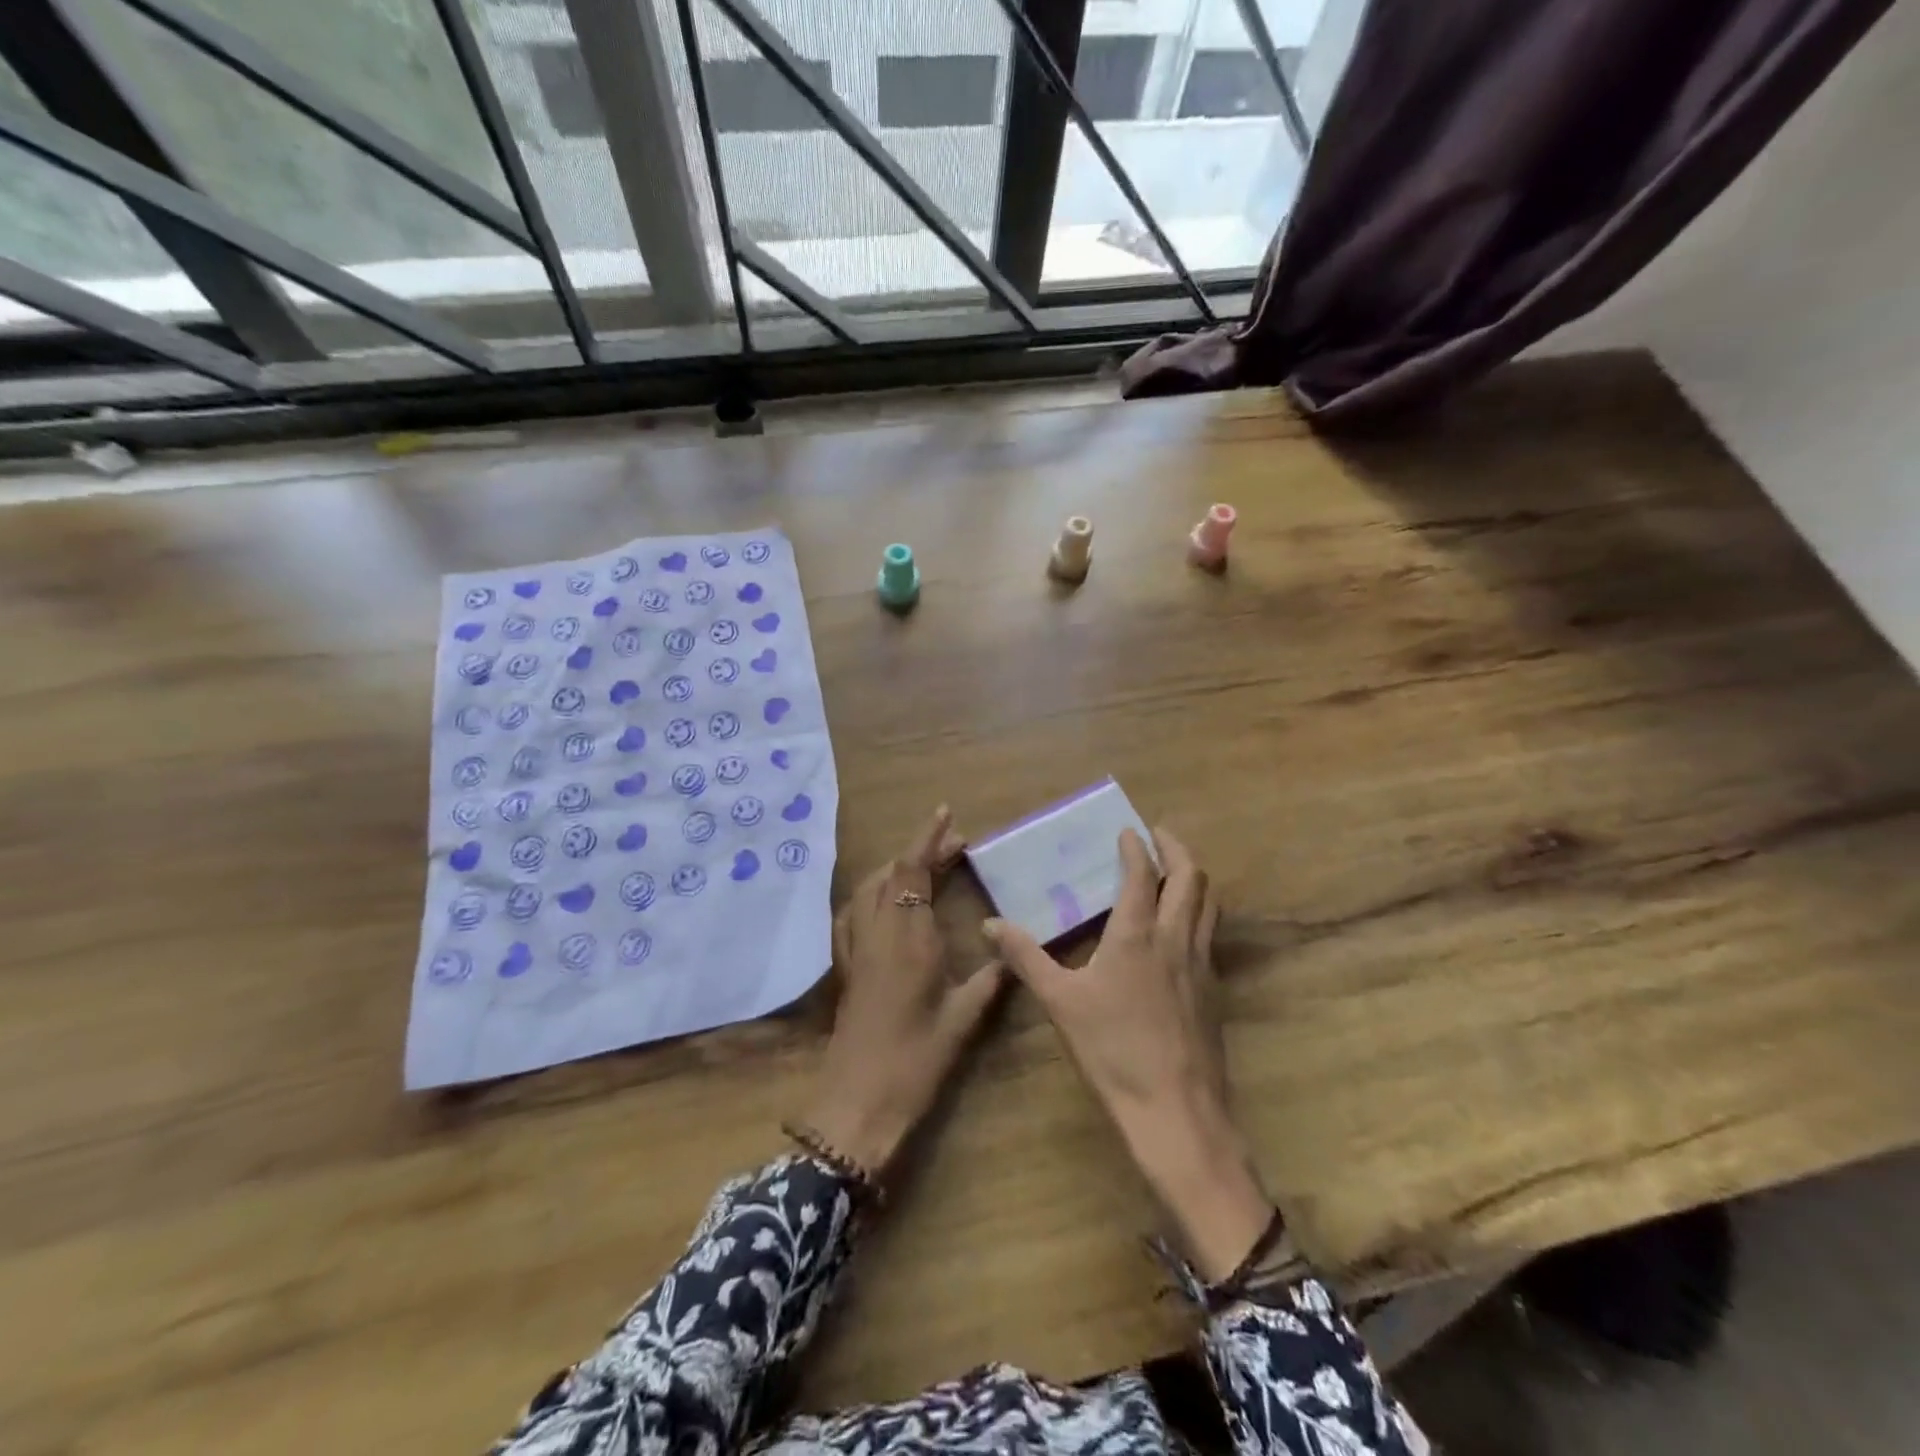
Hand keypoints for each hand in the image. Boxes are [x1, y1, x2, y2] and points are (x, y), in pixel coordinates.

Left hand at [805, 806, 1005, 1174]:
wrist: (858, 1100)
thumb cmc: (916, 1059)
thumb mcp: (964, 1019)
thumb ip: (992, 979)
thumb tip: (1013, 950)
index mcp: (910, 937)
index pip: (914, 870)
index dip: (928, 838)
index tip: (945, 814)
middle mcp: (879, 932)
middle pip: (894, 873)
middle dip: (921, 851)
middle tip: (954, 845)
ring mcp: (857, 948)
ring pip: (870, 889)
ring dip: (896, 868)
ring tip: (925, 866)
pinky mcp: (847, 966)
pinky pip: (855, 912)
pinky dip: (873, 893)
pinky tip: (886, 903)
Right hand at [985, 828, 1270, 1279]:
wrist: (1177, 1113)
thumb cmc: (1113, 1052)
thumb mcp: (1060, 1002)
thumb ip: (1025, 957)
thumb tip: (990, 924)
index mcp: (1138, 934)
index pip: (1143, 874)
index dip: (1136, 847)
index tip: (1127, 830)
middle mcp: (1177, 938)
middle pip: (1191, 878)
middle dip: (1176, 849)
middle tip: (1157, 836)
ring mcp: (1202, 964)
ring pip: (1209, 904)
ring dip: (1193, 877)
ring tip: (1174, 871)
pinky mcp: (1214, 991)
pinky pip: (1210, 934)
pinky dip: (1199, 912)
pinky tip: (1180, 930)